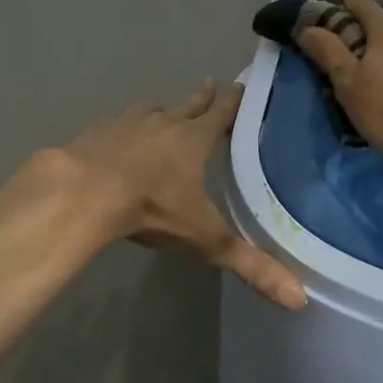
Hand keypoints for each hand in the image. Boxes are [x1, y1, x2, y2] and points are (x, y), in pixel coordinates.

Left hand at [60, 80, 305, 309]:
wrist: (83, 194)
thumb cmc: (151, 209)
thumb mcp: (204, 239)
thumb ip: (249, 265)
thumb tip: (298, 298)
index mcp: (193, 140)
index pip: (221, 114)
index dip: (233, 102)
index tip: (240, 85)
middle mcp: (163, 124)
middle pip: (188, 105)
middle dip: (202, 97)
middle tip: (211, 83)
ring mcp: (126, 124)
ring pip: (150, 111)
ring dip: (160, 112)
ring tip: (163, 112)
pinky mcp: (95, 133)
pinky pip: (115, 125)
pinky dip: (122, 128)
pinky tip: (117, 137)